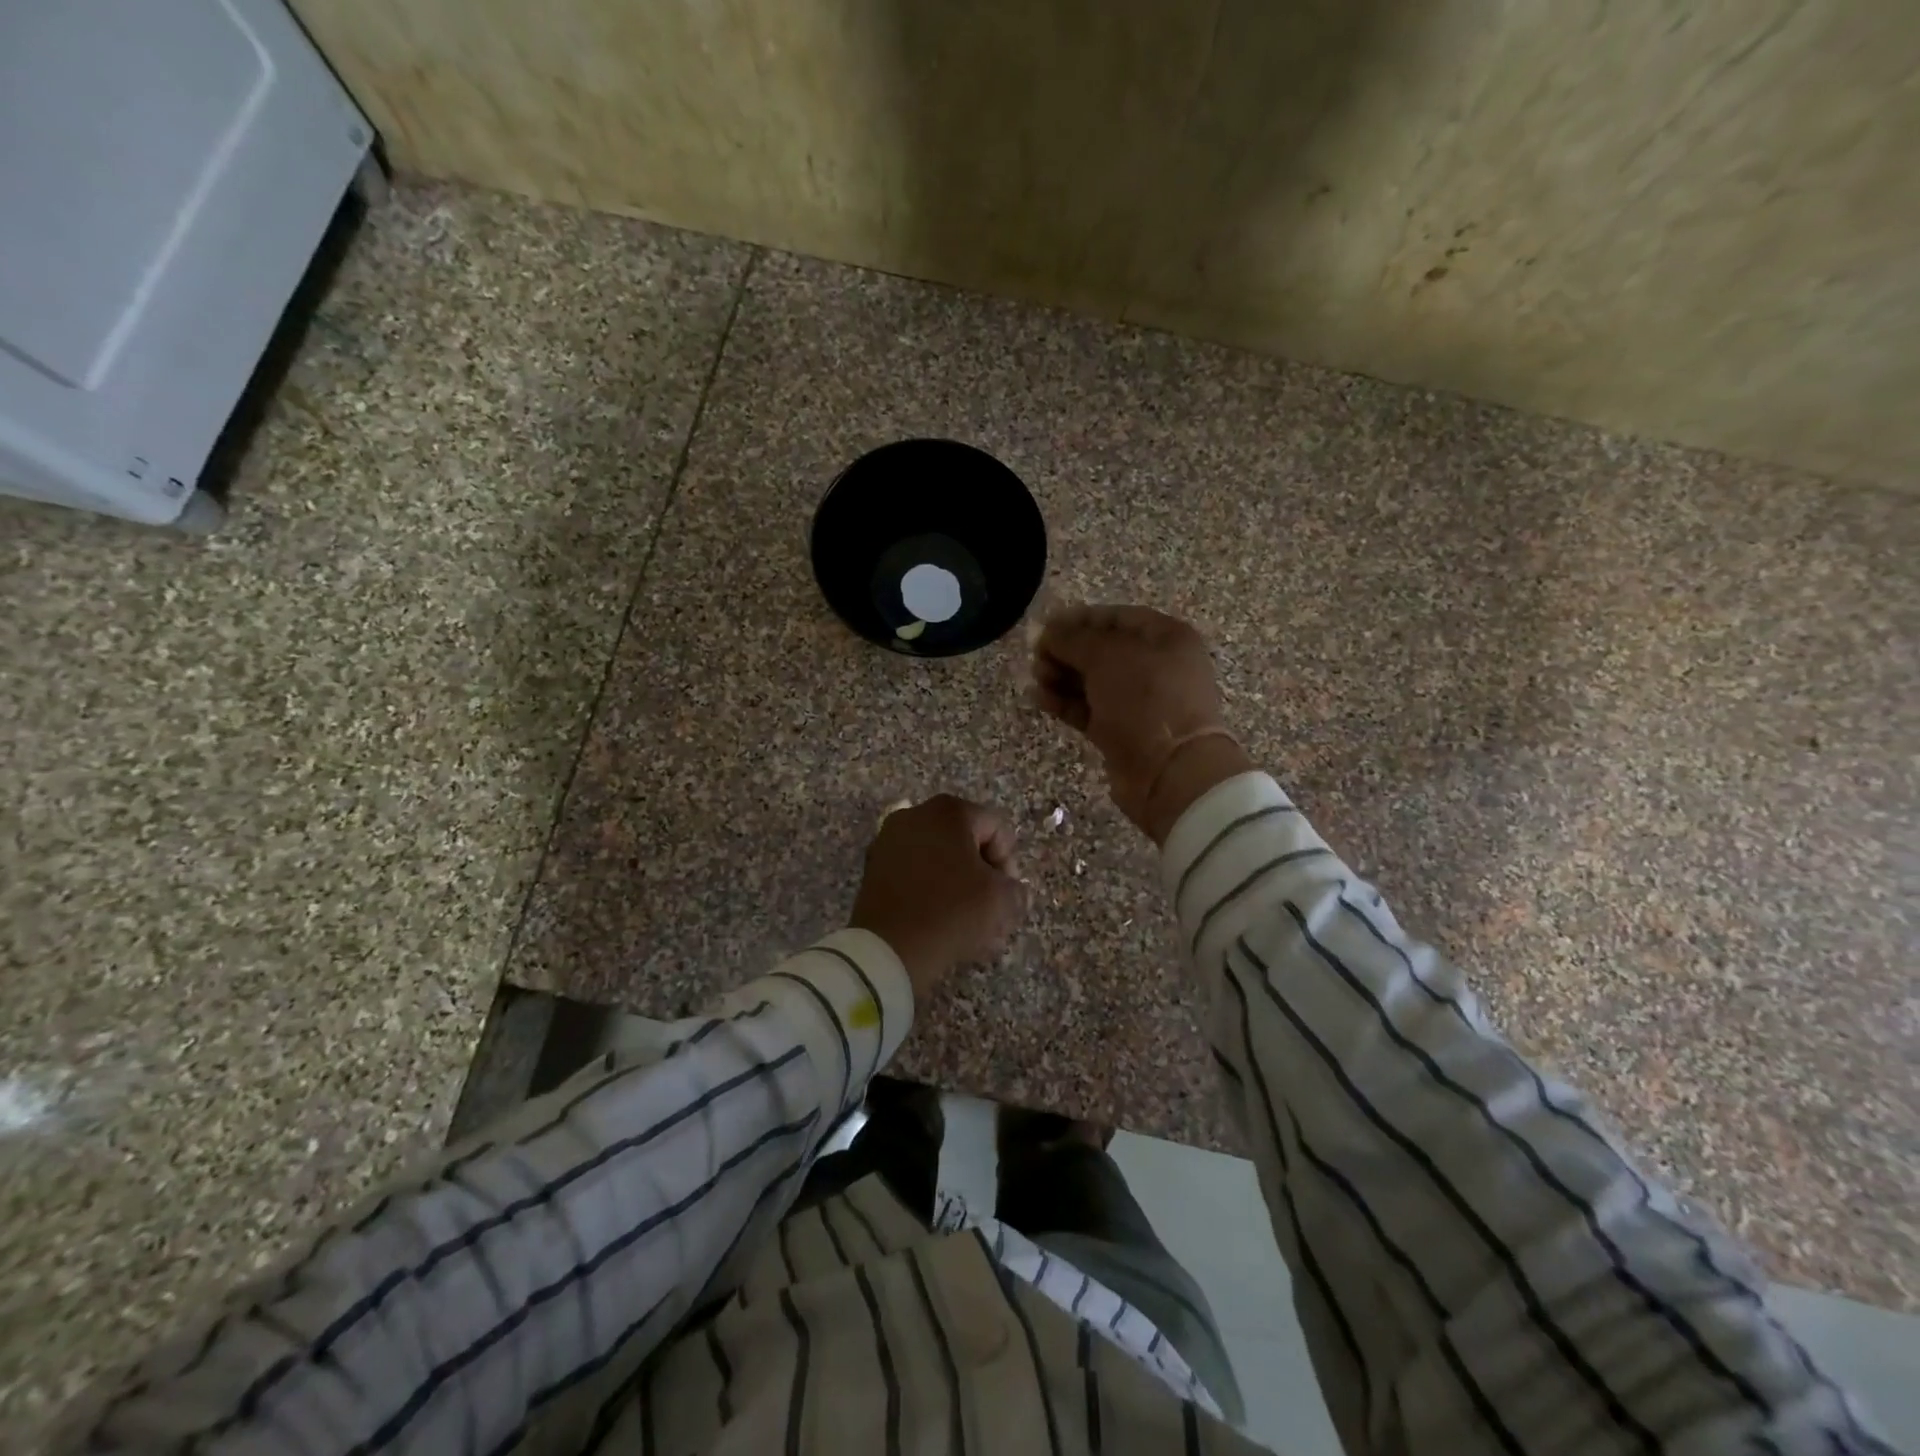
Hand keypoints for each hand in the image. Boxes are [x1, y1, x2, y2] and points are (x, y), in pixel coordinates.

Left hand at [849, 795, 1026, 1004]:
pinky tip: (945, 925)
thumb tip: (1012, 890)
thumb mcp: (1001, 899)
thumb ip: (1016, 888)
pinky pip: (916, 875)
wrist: (888, 948)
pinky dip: (933, 894)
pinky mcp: (875, 868)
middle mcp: (915, 815)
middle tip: (993, 912)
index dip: (1009, 863)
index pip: (997, 829)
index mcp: (948, 811)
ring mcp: (890, 841)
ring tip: (972, 927)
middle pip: (967, 843)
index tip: (1007, 895)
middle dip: (984, 878)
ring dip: (961, 889)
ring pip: (941, 862)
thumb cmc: (951, 911)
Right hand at [1034, 605, 1252, 843]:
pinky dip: (1065, 703)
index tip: (1046, 626)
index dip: (1080, 619)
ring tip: (1036, 678)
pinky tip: (1039, 698)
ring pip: (1093, 681)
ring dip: (1061, 676)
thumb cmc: (1145, 699)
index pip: (1117, 617)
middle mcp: (1156, 666)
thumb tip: (1048, 632)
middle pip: (1103, 650)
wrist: (1170, 772)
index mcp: (1166, 637)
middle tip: (1037, 657)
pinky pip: (1089, 709)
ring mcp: (1140, 702)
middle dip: (1067, 651)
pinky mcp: (1122, 732)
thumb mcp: (1107, 657)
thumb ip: (1073, 640)